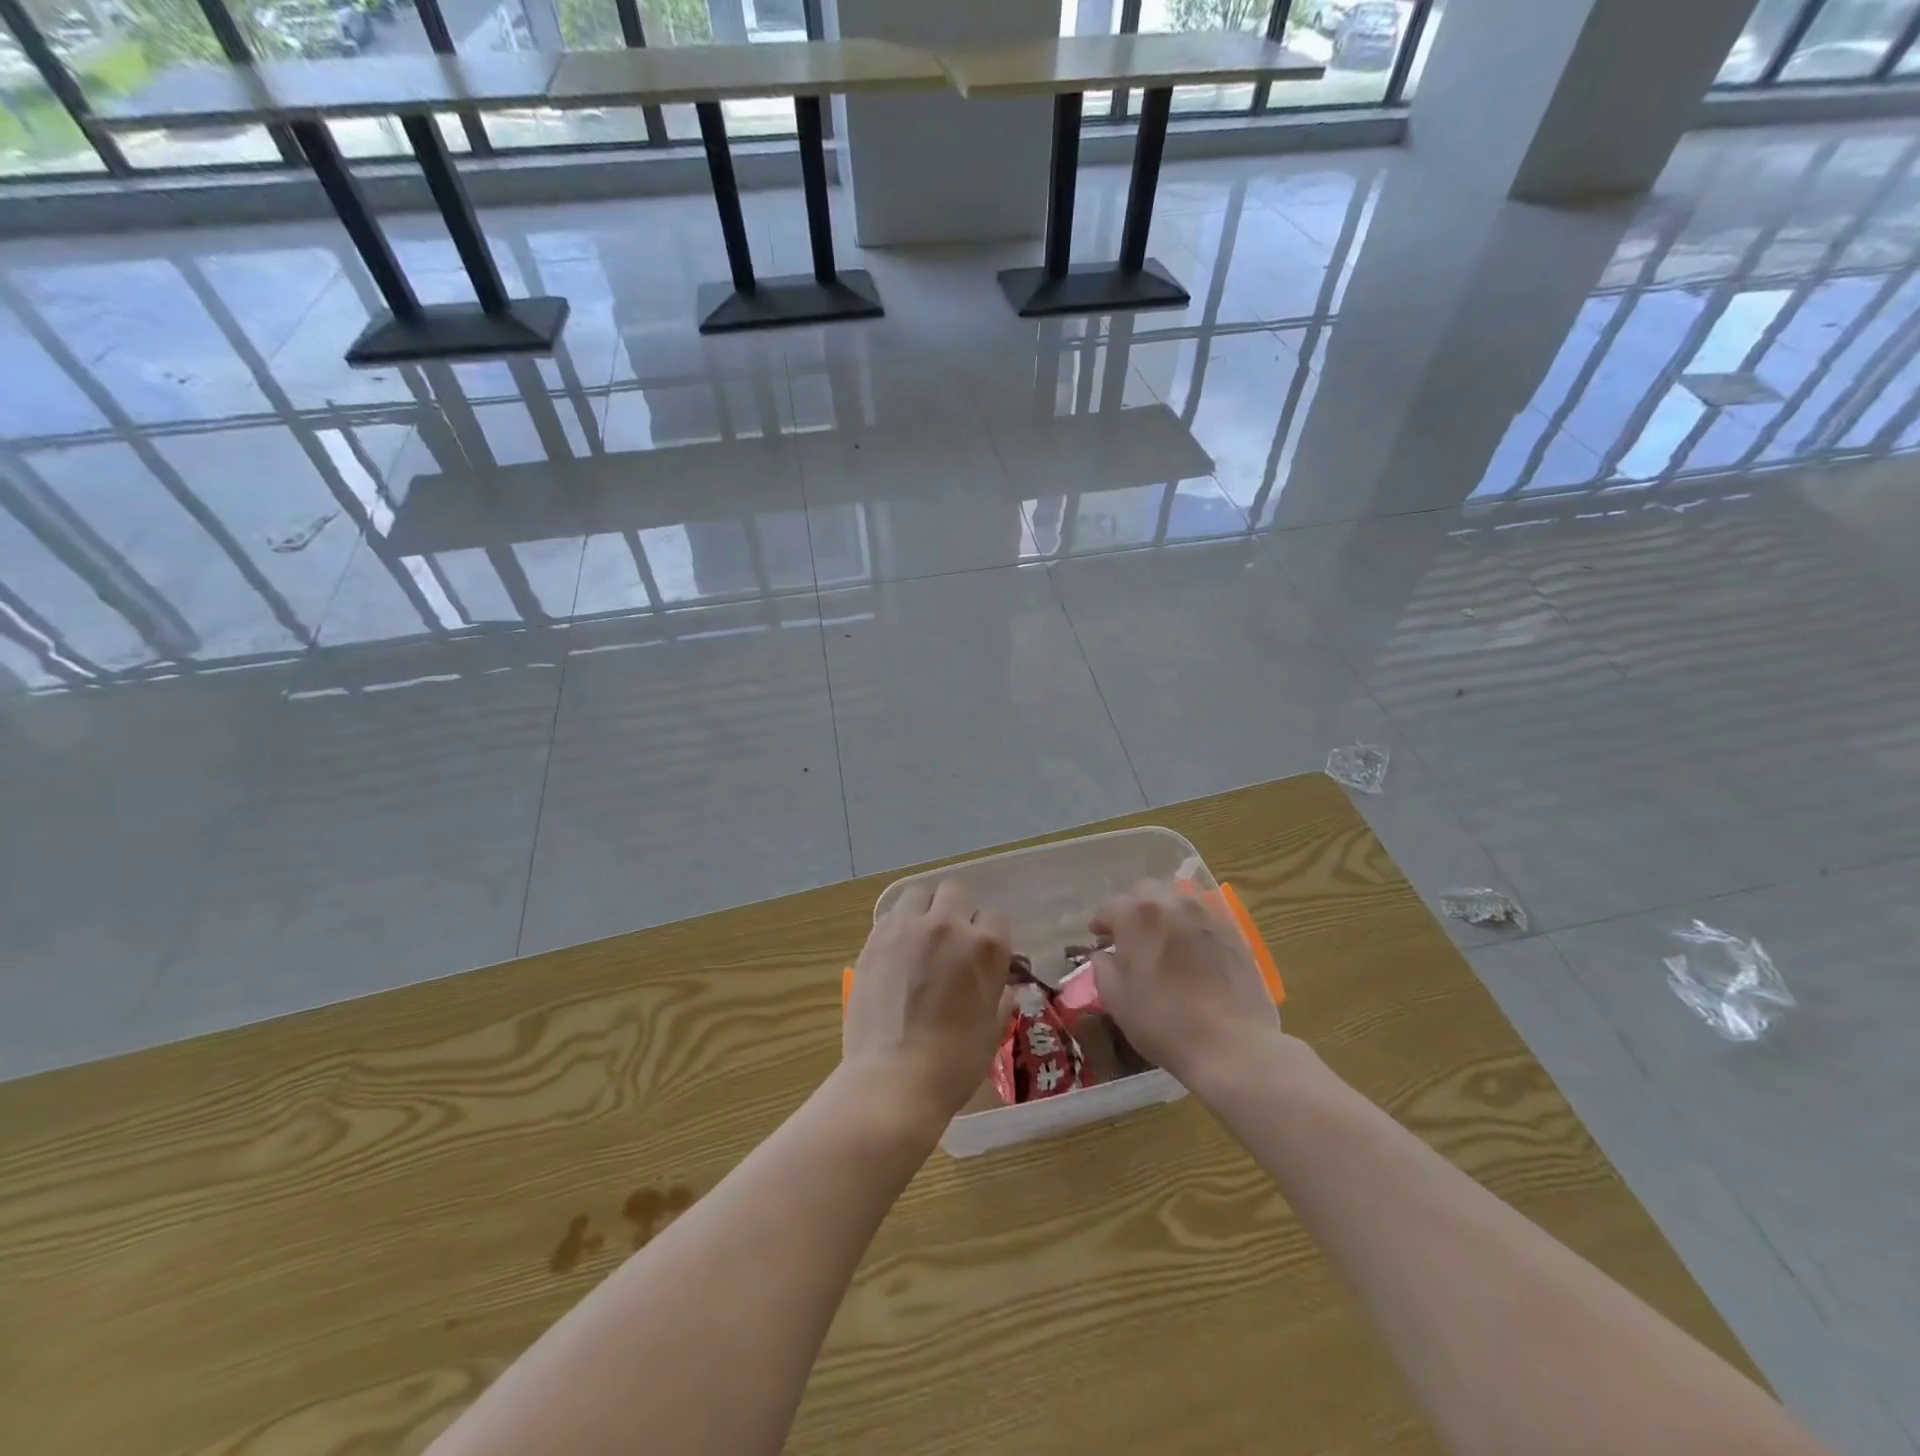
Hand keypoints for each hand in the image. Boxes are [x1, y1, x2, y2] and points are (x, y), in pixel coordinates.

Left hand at [843, 880, 1012, 1126]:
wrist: (893, 1080)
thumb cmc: (954, 1063)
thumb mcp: (993, 1028)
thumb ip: (999, 995)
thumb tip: (1001, 985)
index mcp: (985, 946)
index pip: (995, 916)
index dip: (989, 935)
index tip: (981, 955)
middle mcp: (947, 925)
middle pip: (955, 890)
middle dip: (957, 909)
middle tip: (951, 938)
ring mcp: (907, 928)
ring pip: (918, 892)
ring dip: (924, 908)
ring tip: (921, 934)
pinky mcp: (875, 939)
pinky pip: (891, 915)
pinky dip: (898, 924)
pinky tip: (897, 950)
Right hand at [1089, 881, 1281, 1083]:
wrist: (1231, 1045)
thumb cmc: (1163, 1022)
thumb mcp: (1116, 999)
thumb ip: (1103, 967)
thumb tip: (1104, 954)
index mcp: (1137, 915)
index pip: (1109, 905)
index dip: (1100, 922)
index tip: (1099, 938)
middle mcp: (1171, 903)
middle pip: (1143, 891)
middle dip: (1131, 907)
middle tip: (1128, 935)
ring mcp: (1206, 914)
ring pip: (1176, 899)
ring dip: (1162, 912)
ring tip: (1161, 939)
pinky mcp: (1233, 931)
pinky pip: (1202, 916)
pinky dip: (1189, 925)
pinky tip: (1191, 950)